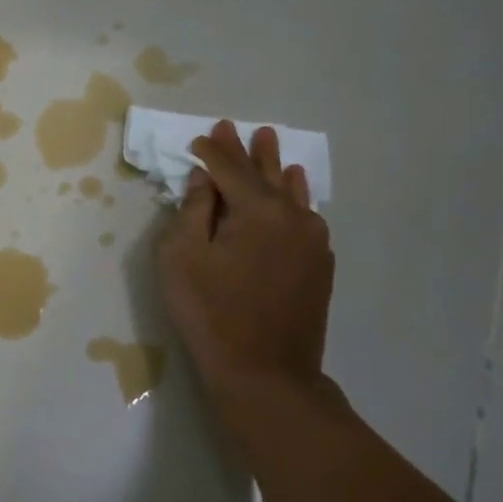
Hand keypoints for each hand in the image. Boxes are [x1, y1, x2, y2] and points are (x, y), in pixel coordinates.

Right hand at [157, 120, 334, 408]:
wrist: (266, 374)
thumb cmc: (211, 313)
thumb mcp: (182, 257)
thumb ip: (192, 210)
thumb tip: (202, 179)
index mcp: (256, 210)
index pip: (228, 168)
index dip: (211, 151)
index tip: (199, 138)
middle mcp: (292, 216)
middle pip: (264, 174)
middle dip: (247, 151)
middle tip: (241, 128)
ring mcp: (312, 241)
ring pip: (291, 192)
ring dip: (276, 168)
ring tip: (271, 144)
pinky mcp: (320, 265)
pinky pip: (306, 216)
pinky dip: (296, 197)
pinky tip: (297, 188)